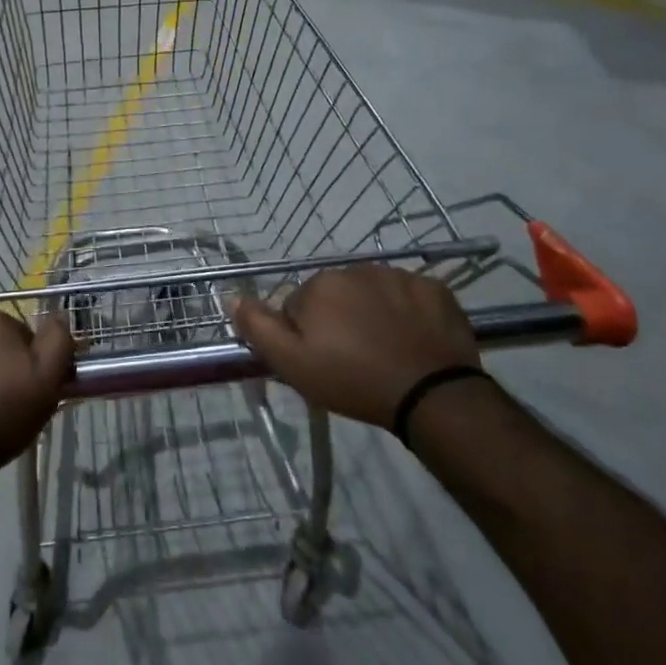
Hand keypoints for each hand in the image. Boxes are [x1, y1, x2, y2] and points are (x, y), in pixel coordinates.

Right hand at [231, 265, 479, 432]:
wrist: (431, 395)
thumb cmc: (353, 380)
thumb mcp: (292, 364)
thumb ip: (258, 327)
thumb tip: (231, 296)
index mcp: (320, 284)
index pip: (298, 305)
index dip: (305, 335)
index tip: (322, 361)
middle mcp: (357, 269)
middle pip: (336, 296)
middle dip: (339, 320)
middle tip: (352, 359)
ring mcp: (400, 275)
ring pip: (373, 294)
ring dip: (372, 314)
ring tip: (385, 351)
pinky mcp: (435, 288)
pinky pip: (411, 296)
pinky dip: (409, 313)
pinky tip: (413, 340)